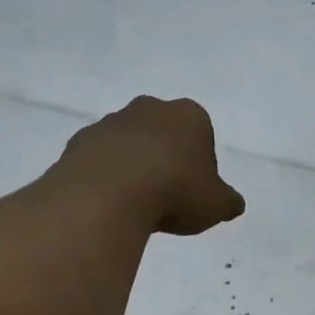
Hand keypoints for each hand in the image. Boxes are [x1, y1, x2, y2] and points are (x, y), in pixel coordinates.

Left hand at [56, 96, 245, 235]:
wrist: (109, 194)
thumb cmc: (175, 192)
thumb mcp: (215, 205)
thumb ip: (227, 201)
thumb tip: (234, 204)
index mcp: (189, 116)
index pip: (200, 135)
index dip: (199, 164)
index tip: (193, 191)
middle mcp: (150, 108)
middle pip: (162, 132)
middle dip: (164, 157)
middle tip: (165, 195)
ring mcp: (111, 121)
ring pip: (128, 142)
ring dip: (132, 165)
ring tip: (134, 203)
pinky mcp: (80, 140)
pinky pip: (98, 157)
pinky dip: (104, 174)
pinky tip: (108, 201)